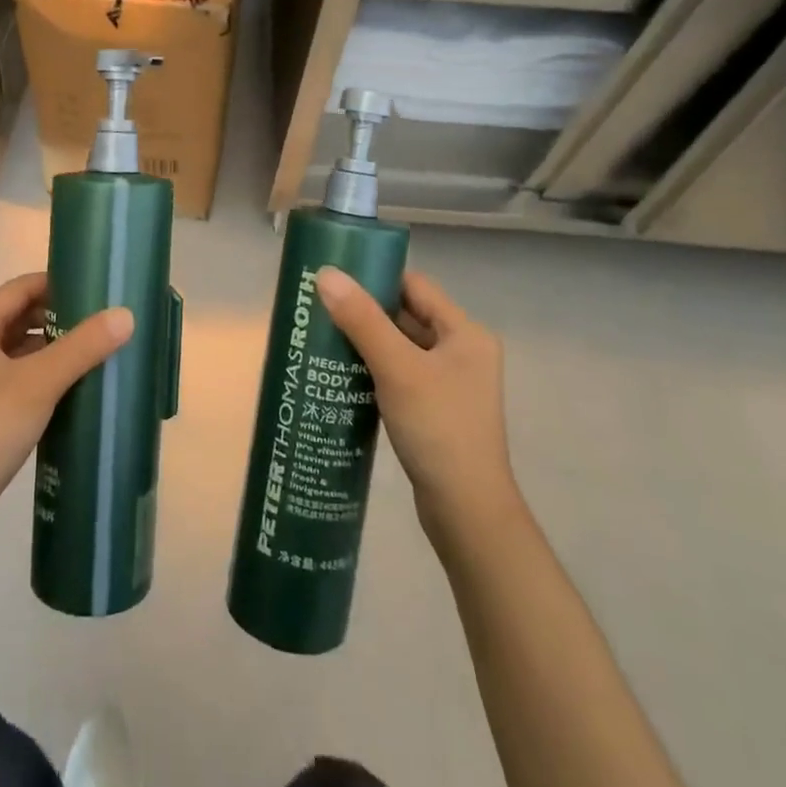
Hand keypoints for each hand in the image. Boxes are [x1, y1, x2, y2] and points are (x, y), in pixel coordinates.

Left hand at [0, 272, 132, 511]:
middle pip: (19, 317)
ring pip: (19, 349)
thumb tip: (125, 315)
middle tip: (99, 321)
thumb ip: (82, 347)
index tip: (94, 288)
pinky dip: (43, 374)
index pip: (19, 288)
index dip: (56, 283)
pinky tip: (72, 384)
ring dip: (52, 347)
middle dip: (59, 317)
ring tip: (94, 350)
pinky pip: (17, 377)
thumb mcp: (39, 382)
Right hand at [316, 266, 519, 552]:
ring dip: (366, 341)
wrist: (466, 512)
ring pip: (401, 347)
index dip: (376, 278)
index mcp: (465, 333)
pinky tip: (341, 373)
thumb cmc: (438, 429)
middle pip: (407, 315)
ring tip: (322, 336)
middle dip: (365, 311)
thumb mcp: (397, 368)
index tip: (335, 278)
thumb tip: (325, 274)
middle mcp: (462, 352)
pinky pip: (400, 374)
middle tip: (320, 307)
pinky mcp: (435, 409)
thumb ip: (362, 320)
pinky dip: (374, 369)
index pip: (415, 286)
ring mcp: (450, 383)